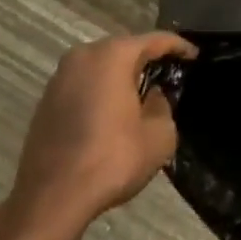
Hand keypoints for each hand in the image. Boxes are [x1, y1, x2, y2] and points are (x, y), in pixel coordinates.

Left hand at [3, 32, 194, 234]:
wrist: (51, 198)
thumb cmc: (112, 159)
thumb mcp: (159, 135)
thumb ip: (162, 106)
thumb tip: (151, 97)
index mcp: (112, 56)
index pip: (154, 40)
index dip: (178, 46)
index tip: (194, 55)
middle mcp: (83, 56)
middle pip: (124, 49)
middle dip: (146, 59)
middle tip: (169, 73)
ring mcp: (59, 78)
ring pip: (101, 67)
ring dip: (121, 76)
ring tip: (141, 94)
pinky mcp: (46, 101)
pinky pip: (83, 85)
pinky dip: (101, 92)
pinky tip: (112, 113)